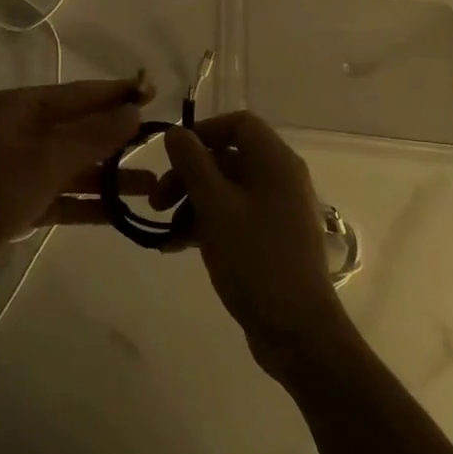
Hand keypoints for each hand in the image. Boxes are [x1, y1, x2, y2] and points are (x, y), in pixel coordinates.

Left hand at [0, 79, 147, 303]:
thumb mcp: (45, 159)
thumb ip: (92, 135)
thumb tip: (134, 109)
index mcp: (19, 108)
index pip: (79, 94)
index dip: (118, 93)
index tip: (157, 92)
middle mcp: (19, 132)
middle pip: (78, 128)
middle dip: (118, 136)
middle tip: (164, 141)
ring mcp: (18, 169)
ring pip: (73, 165)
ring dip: (109, 175)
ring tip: (154, 184)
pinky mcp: (17, 203)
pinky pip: (61, 196)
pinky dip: (88, 203)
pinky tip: (121, 212)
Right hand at [158, 113, 350, 364]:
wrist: (296, 330)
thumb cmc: (255, 258)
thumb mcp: (215, 206)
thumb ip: (192, 163)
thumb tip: (176, 132)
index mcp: (275, 162)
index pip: (239, 123)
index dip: (203, 132)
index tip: (172, 156)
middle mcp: (280, 179)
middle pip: (227, 158)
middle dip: (187, 175)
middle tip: (156, 201)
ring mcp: (277, 211)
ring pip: (226, 190)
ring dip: (191, 203)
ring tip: (164, 230)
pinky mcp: (271, 239)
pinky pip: (233, 216)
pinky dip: (205, 224)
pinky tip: (176, 246)